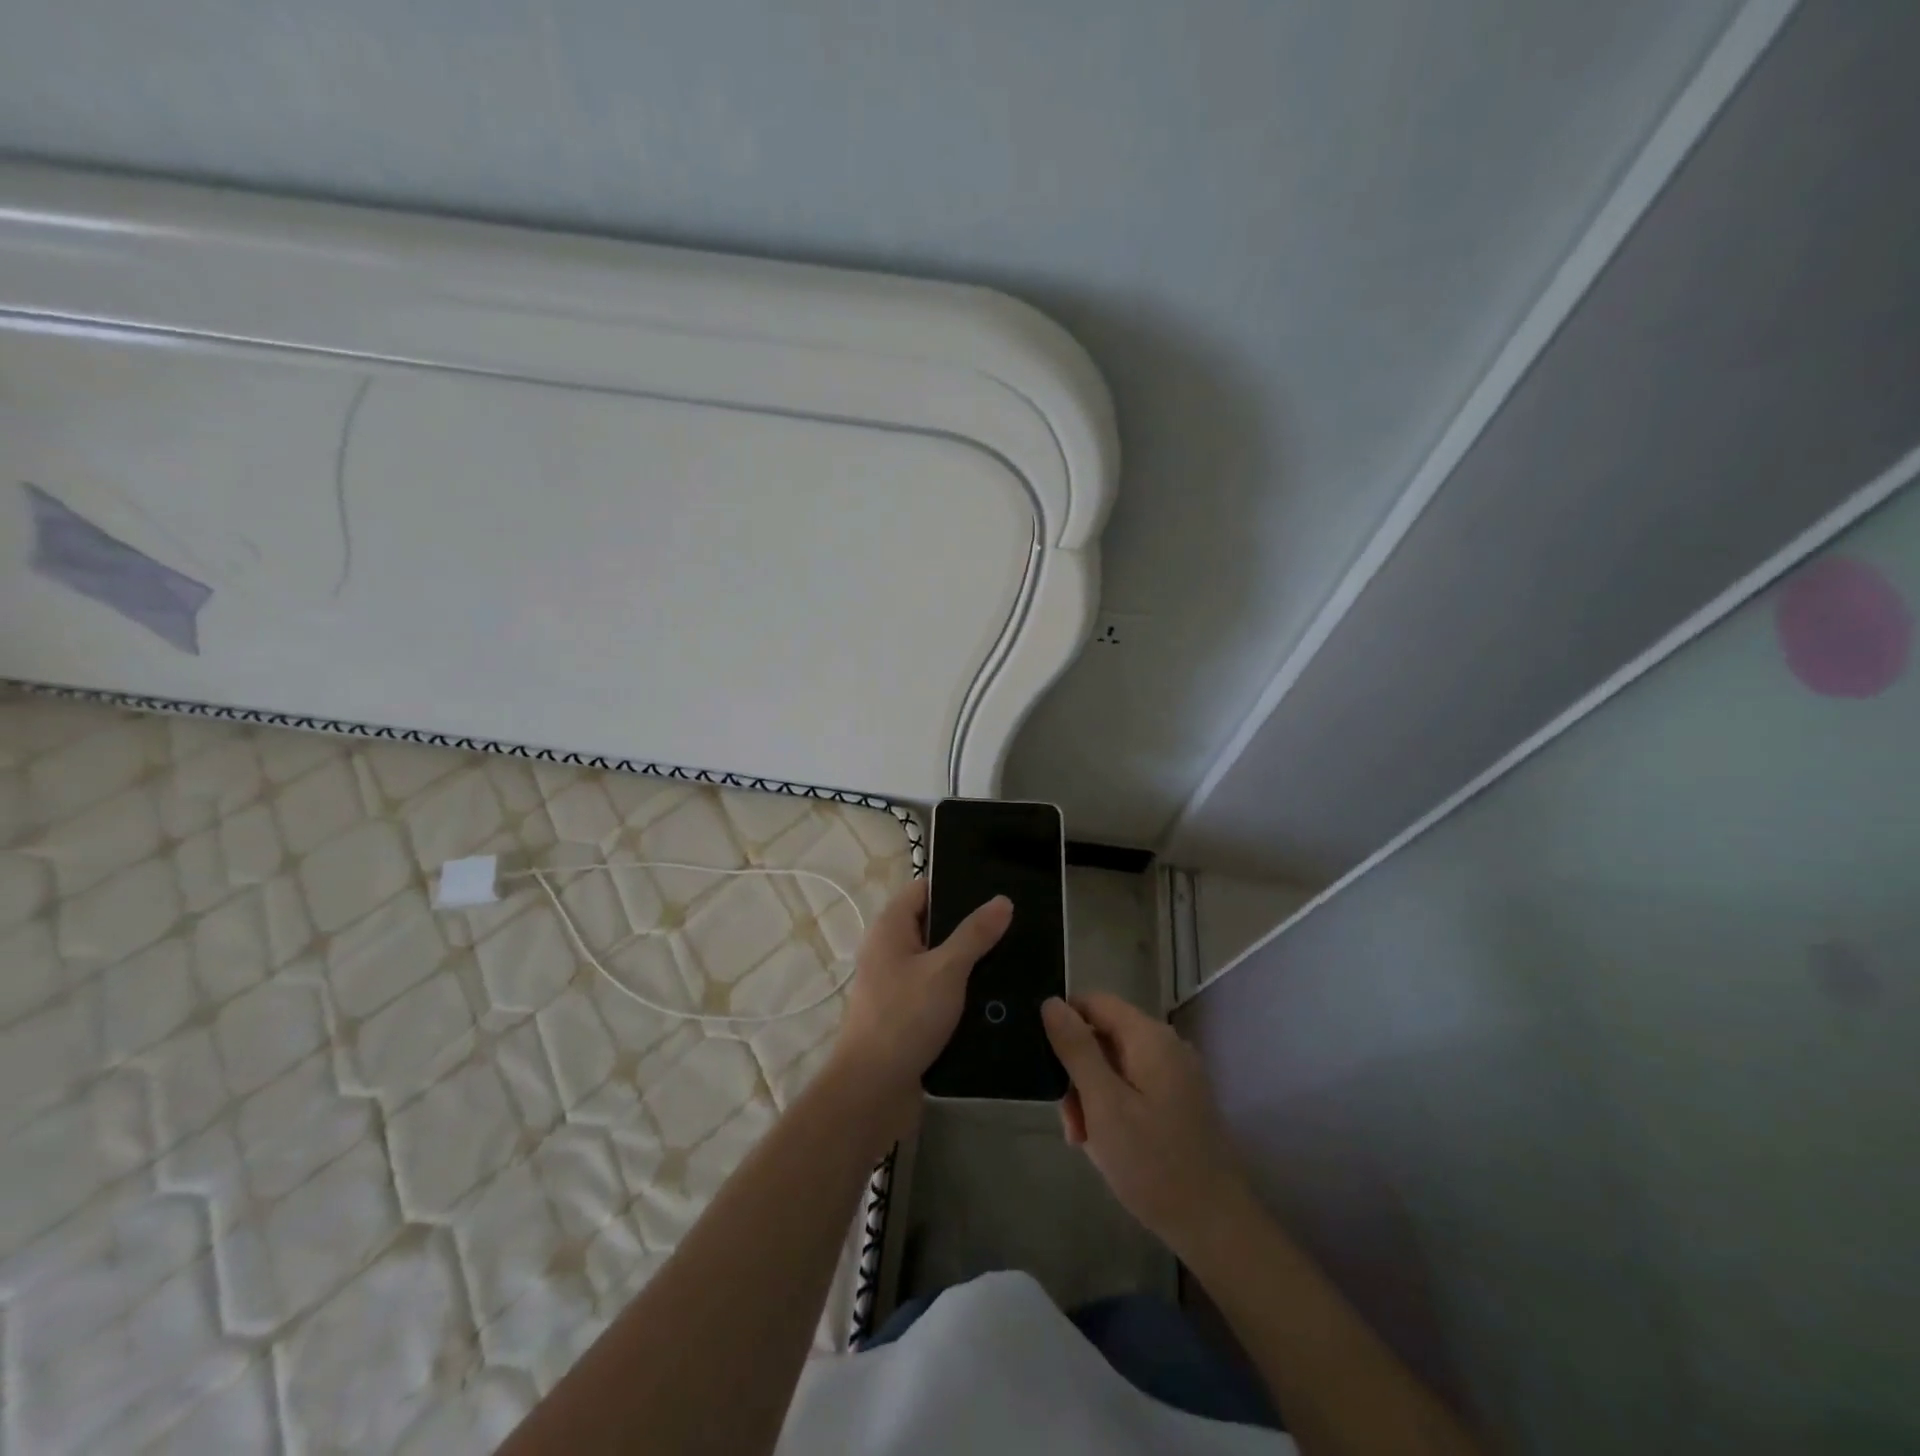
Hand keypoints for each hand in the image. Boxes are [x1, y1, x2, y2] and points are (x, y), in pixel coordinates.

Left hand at [828, 879, 1011, 1137]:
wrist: (872, 1091)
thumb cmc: (904, 1018)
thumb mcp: (946, 970)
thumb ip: (975, 934)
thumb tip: (1001, 901)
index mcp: (890, 928)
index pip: (924, 890)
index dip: (956, 886)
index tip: (994, 890)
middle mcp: (890, 951)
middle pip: (934, 925)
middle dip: (970, 926)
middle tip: (1013, 923)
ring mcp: (897, 985)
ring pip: (940, 962)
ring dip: (969, 962)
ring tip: (1014, 956)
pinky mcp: (907, 1016)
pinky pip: (939, 992)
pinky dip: (962, 991)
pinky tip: (995, 995)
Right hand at [1041, 993, 1251, 1258]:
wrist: (1215, 1227)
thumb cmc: (1152, 1163)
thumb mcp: (1103, 1103)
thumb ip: (1076, 1049)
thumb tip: (1051, 1002)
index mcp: (1149, 1037)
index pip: (1095, 1002)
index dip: (1064, 1023)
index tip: (1045, 1063)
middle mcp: (1166, 1046)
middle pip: (1104, 1036)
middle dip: (1078, 1073)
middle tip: (1069, 1122)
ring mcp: (1176, 1075)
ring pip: (1115, 1066)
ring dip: (1092, 1096)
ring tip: (1085, 1141)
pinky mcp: (1179, 1102)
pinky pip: (1133, 1088)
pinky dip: (1113, 1109)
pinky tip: (1107, 1146)